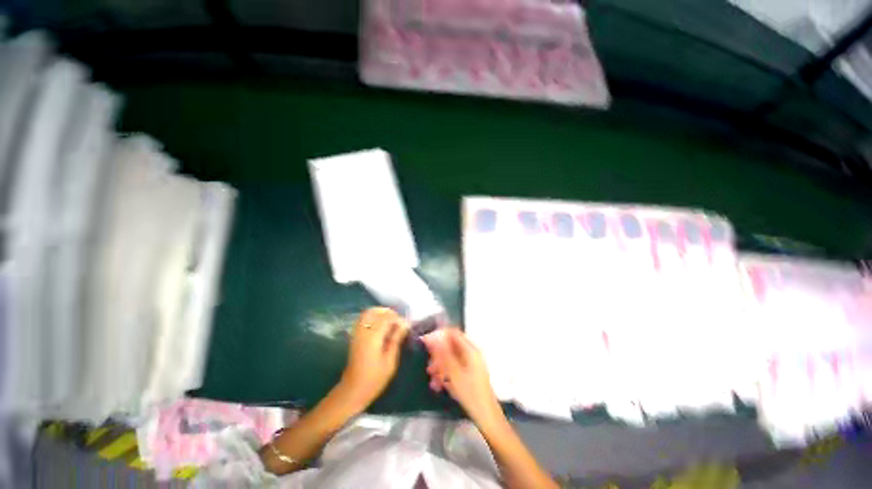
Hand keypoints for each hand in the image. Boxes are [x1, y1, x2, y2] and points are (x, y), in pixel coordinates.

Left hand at [338, 307, 408, 410]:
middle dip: (388, 312)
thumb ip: (396, 339)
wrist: (353, 391)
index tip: (406, 326)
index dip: (397, 318)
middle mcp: (363, 331)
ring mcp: (357, 332)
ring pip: (368, 313)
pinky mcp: (354, 336)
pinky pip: (363, 319)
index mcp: (372, 337)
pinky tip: (381, 327)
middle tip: (398, 322)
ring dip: (380, 313)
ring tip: (391, 323)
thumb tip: (405, 325)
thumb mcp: (390, 361)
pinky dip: (373, 317)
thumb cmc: (374, 379)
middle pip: (375, 311)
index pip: (386, 317)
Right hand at [422, 329, 503, 427]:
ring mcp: (471, 364)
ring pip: (451, 358)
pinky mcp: (469, 374)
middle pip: (451, 346)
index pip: (453, 333)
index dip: (439, 335)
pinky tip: (438, 386)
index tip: (426, 343)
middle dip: (438, 355)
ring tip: (432, 379)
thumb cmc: (470, 393)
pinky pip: (455, 368)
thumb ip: (442, 354)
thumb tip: (431, 338)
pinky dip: (446, 374)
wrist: (486, 417)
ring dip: (440, 367)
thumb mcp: (453, 373)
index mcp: (470, 350)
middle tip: (429, 367)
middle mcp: (471, 353)